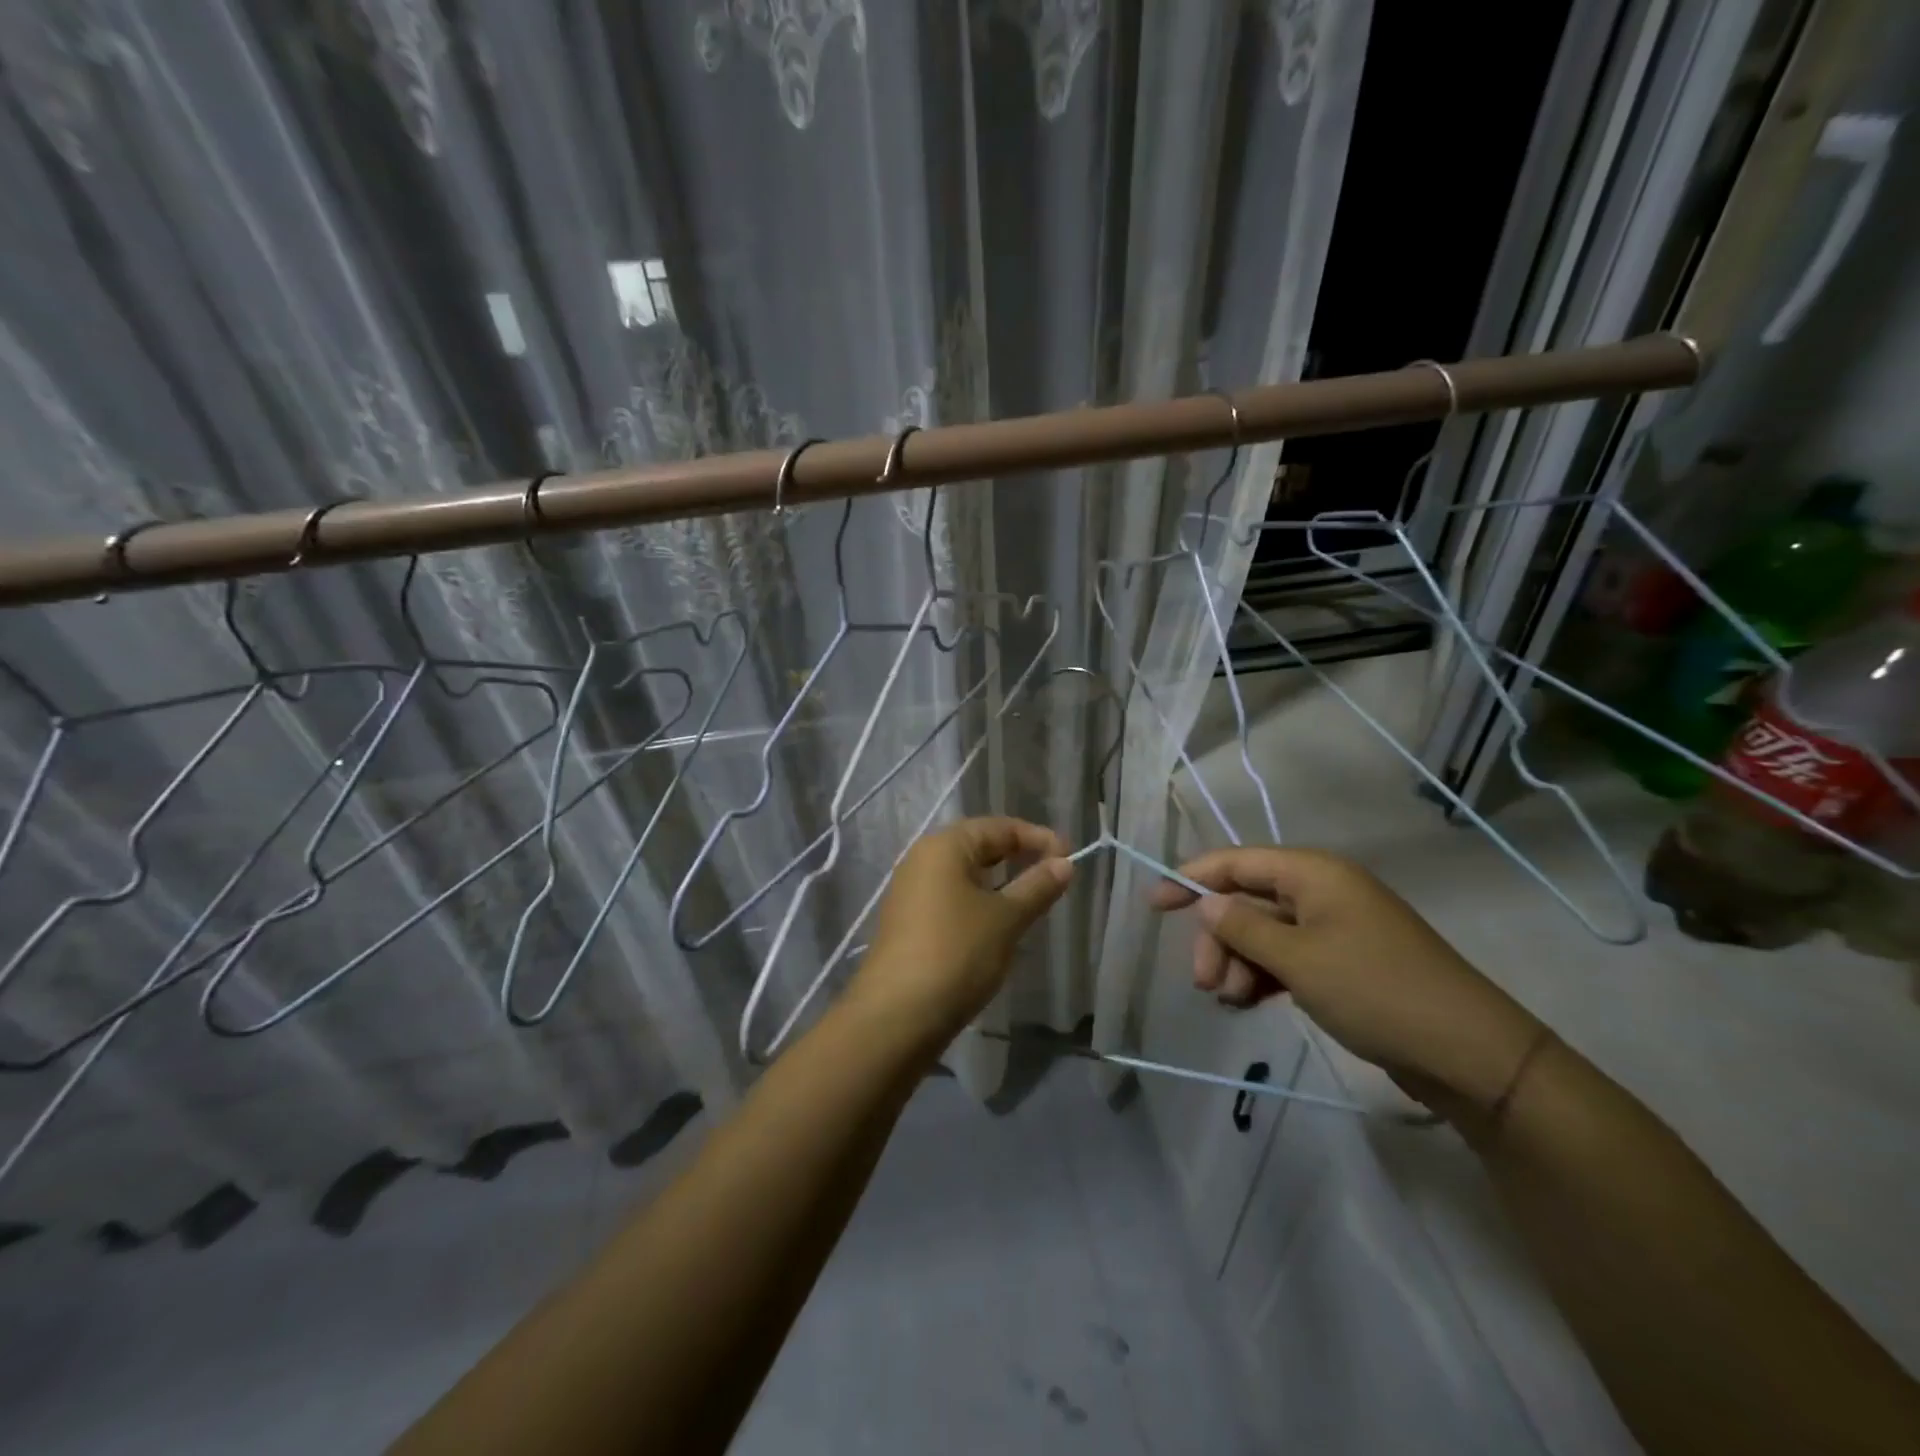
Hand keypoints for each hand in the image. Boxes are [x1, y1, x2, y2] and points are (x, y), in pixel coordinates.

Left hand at [850, 817, 1073, 1041]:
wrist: (898, 1015)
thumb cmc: (957, 953)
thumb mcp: (1006, 918)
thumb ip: (1037, 887)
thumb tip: (1064, 863)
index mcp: (944, 846)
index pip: (999, 827)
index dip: (1037, 838)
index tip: (1070, 858)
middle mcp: (922, 860)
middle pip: (979, 847)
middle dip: (1018, 857)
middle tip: (1054, 876)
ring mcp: (911, 892)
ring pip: (965, 875)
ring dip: (1000, 883)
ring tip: (1032, 902)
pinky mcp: (909, 922)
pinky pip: (952, 899)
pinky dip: (979, 903)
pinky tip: (998, 927)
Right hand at [1148, 847, 1543, 1109]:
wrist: (1468, 1053)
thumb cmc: (1376, 991)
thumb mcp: (1299, 959)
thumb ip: (1243, 927)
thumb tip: (1206, 904)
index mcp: (1313, 873)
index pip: (1236, 863)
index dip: (1191, 878)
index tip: (1154, 905)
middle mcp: (1321, 891)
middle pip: (1247, 902)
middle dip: (1219, 938)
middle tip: (1205, 985)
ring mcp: (1334, 928)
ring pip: (1264, 933)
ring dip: (1239, 963)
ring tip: (1230, 1003)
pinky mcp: (1344, 962)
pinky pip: (1287, 957)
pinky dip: (1263, 976)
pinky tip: (1249, 1003)